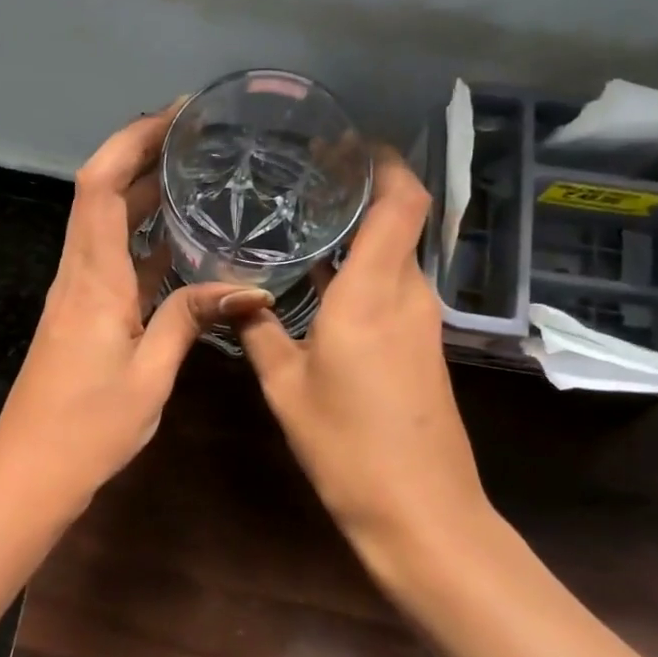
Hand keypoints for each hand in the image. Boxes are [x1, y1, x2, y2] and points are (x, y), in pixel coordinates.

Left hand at [0, 105, 271, 507]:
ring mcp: (78, 292)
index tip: (173, 115)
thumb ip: (189, 320)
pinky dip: (144, 236)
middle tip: (197, 135)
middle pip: (102, 192)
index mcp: (93, 279)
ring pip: (107, 222)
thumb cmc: (86, 429)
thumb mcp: (150, 376)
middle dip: (142, 153)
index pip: (101, 186)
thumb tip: (247, 288)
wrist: (28, 473)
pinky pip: (114, 256)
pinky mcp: (84, 312)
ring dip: (144, 191)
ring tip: (196, 172)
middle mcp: (80, 273)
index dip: (131, 140)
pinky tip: (181, 239)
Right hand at [237, 147, 488, 567]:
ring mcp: (421, 321)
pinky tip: (320, 278)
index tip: (345, 142)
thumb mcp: (285, 387)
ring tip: (304, 219)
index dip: (384, 161)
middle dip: (362, 190)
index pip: (401, 201)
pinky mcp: (422, 344)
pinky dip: (363, 267)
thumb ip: (258, 331)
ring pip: (395, 253)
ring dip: (360, 231)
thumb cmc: (348, 447)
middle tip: (303, 176)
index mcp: (373, 293)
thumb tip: (235, 296)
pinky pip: (393, 285)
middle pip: (400, 219)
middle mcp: (407, 294)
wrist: (422, 514)